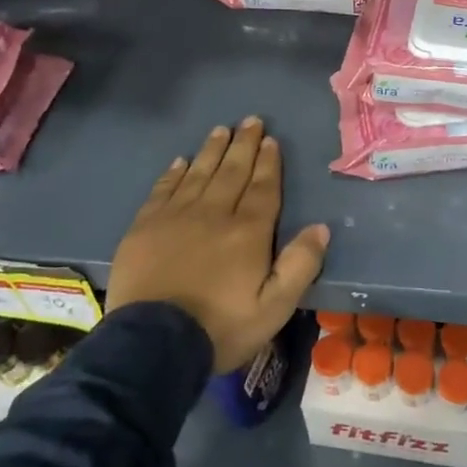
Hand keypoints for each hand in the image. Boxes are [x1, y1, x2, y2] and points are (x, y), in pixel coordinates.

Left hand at [106, 117, 329, 372]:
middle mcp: (214, 214)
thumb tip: (321, 228)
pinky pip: (163, 190)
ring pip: (198, 174)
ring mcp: (175, 218)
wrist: (152, 345)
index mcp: (248, 232)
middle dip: (244, 145)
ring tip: (221, 129)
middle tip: (251, 120)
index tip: (272, 140)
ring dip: (212, 150)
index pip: (263, 188)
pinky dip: (174, 173)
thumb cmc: (220, 328)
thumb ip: (300, 266)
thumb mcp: (274, 308)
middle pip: (232, 171)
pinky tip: (181, 161)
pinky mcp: (144, 228)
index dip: (269, 163)